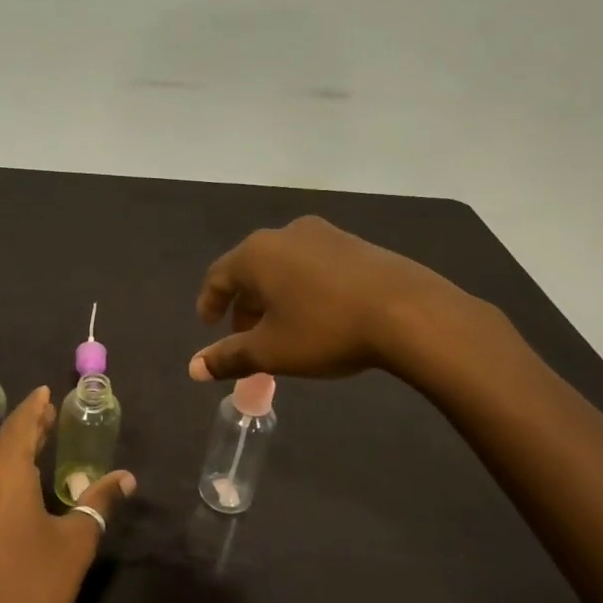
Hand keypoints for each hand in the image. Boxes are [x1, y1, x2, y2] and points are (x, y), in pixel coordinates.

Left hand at [0, 387, 134, 602]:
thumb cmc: (32, 587)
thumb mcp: (75, 542)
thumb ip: (98, 503)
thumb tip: (125, 478)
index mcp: (1, 474)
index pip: (19, 424)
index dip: (35, 406)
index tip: (48, 391)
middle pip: (2, 443)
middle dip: (28, 429)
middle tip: (52, 416)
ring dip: (14, 454)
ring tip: (41, 448)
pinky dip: (2, 477)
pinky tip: (20, 488)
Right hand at [190, 215, 496, 382]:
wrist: (409, 312)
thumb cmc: (326, 329)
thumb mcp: (272, 351)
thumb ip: (229, 357)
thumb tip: (193, 368)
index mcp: (256, 254)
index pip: (218, 276)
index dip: (209, 303)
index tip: (209, 326)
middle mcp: (285, 234)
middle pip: (251, 269)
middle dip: (243, 303)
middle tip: (244, 335)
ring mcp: (324, 234)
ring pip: (283, 266)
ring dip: (274, 296)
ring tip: (281, 328)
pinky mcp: (355, 244)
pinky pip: (313, 264)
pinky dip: (302, 288)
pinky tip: (318, 314)